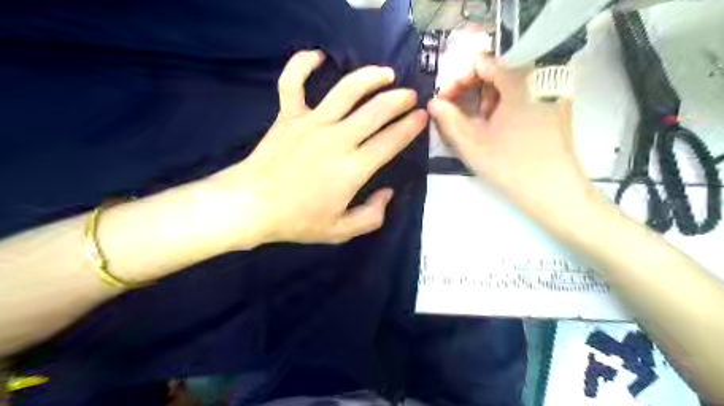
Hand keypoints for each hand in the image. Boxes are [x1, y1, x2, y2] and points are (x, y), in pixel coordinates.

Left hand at [200, 51, 425, 247]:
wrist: (251, 206)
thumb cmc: (297, 221)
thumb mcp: (341, 231)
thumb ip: (372, 216)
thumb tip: (387, 194)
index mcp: (353, 168)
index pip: (391, 140)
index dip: (411, 126)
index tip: (422, 117)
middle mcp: (338, 138)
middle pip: (377, 110)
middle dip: (400, 100)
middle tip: (411, 96)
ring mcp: (311, 122)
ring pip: (347, 90)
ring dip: (370, 77)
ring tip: (386, 73)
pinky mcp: (288, 115)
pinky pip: (293, 81)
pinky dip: (304, 64)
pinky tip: (319, 56)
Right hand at [425, 55, 590, 211]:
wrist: (552, 190)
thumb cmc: (509, 165)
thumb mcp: (471, 143)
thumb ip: (448, 119)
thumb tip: (433, 103)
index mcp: (519, 79)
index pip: (481, 63)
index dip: (457, 80)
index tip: (444, 101)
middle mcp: (539, 76)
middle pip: (496, 70)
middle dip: (471, 90)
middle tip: (457, 114)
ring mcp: (551, 90)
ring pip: (509, 82)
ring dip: (487, 99)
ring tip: (479, 124)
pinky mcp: (556, 104)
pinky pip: (523, 93)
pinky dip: (504, 104)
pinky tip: (498, 126)